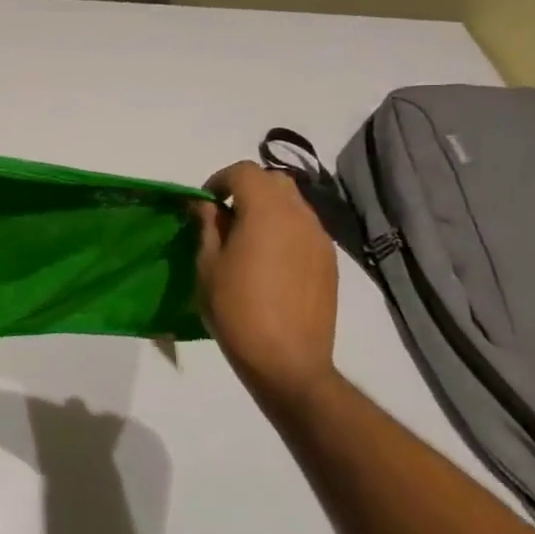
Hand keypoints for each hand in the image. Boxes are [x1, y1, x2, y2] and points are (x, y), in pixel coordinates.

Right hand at [194, 161, 339, 418]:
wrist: (288, 361)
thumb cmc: (237, 310)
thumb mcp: (208, 265)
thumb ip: (208, 226)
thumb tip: (206, 204)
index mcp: (267, 212)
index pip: (245, 171)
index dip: (220, 179)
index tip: (205, 203)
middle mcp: (300, 216)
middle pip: (274, 181)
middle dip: (247, 189)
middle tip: (225, 216)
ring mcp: (320, 239)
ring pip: (293, 204)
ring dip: (268, 209)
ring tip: (247, 240)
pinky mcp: (329, 262)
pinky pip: (305, 229)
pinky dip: (285, 230)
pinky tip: (269, 261)